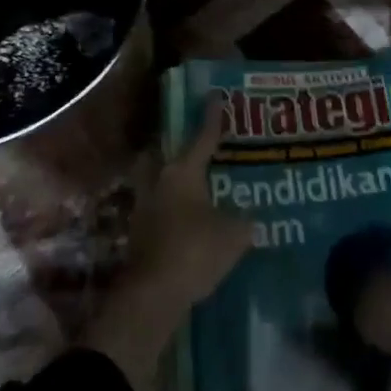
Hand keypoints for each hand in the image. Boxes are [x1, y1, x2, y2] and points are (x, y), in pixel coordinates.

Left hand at [85, 98, 251, 390]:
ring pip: (168, 183)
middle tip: (211, 147)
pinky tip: (198, 219)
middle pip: (175, 155)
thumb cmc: (194, 251)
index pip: (203, 136)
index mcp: (183, 171)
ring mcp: (147, 206)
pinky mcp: (142, 231)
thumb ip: (244, 219)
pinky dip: (181, 208)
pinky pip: (166, 208)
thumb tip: (248, 215)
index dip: (213, 117)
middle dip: (190, 150)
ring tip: (209, 185)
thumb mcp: (234, 234)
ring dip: (185, 182)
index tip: (216, 95)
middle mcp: (160, 180)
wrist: (152, 295)